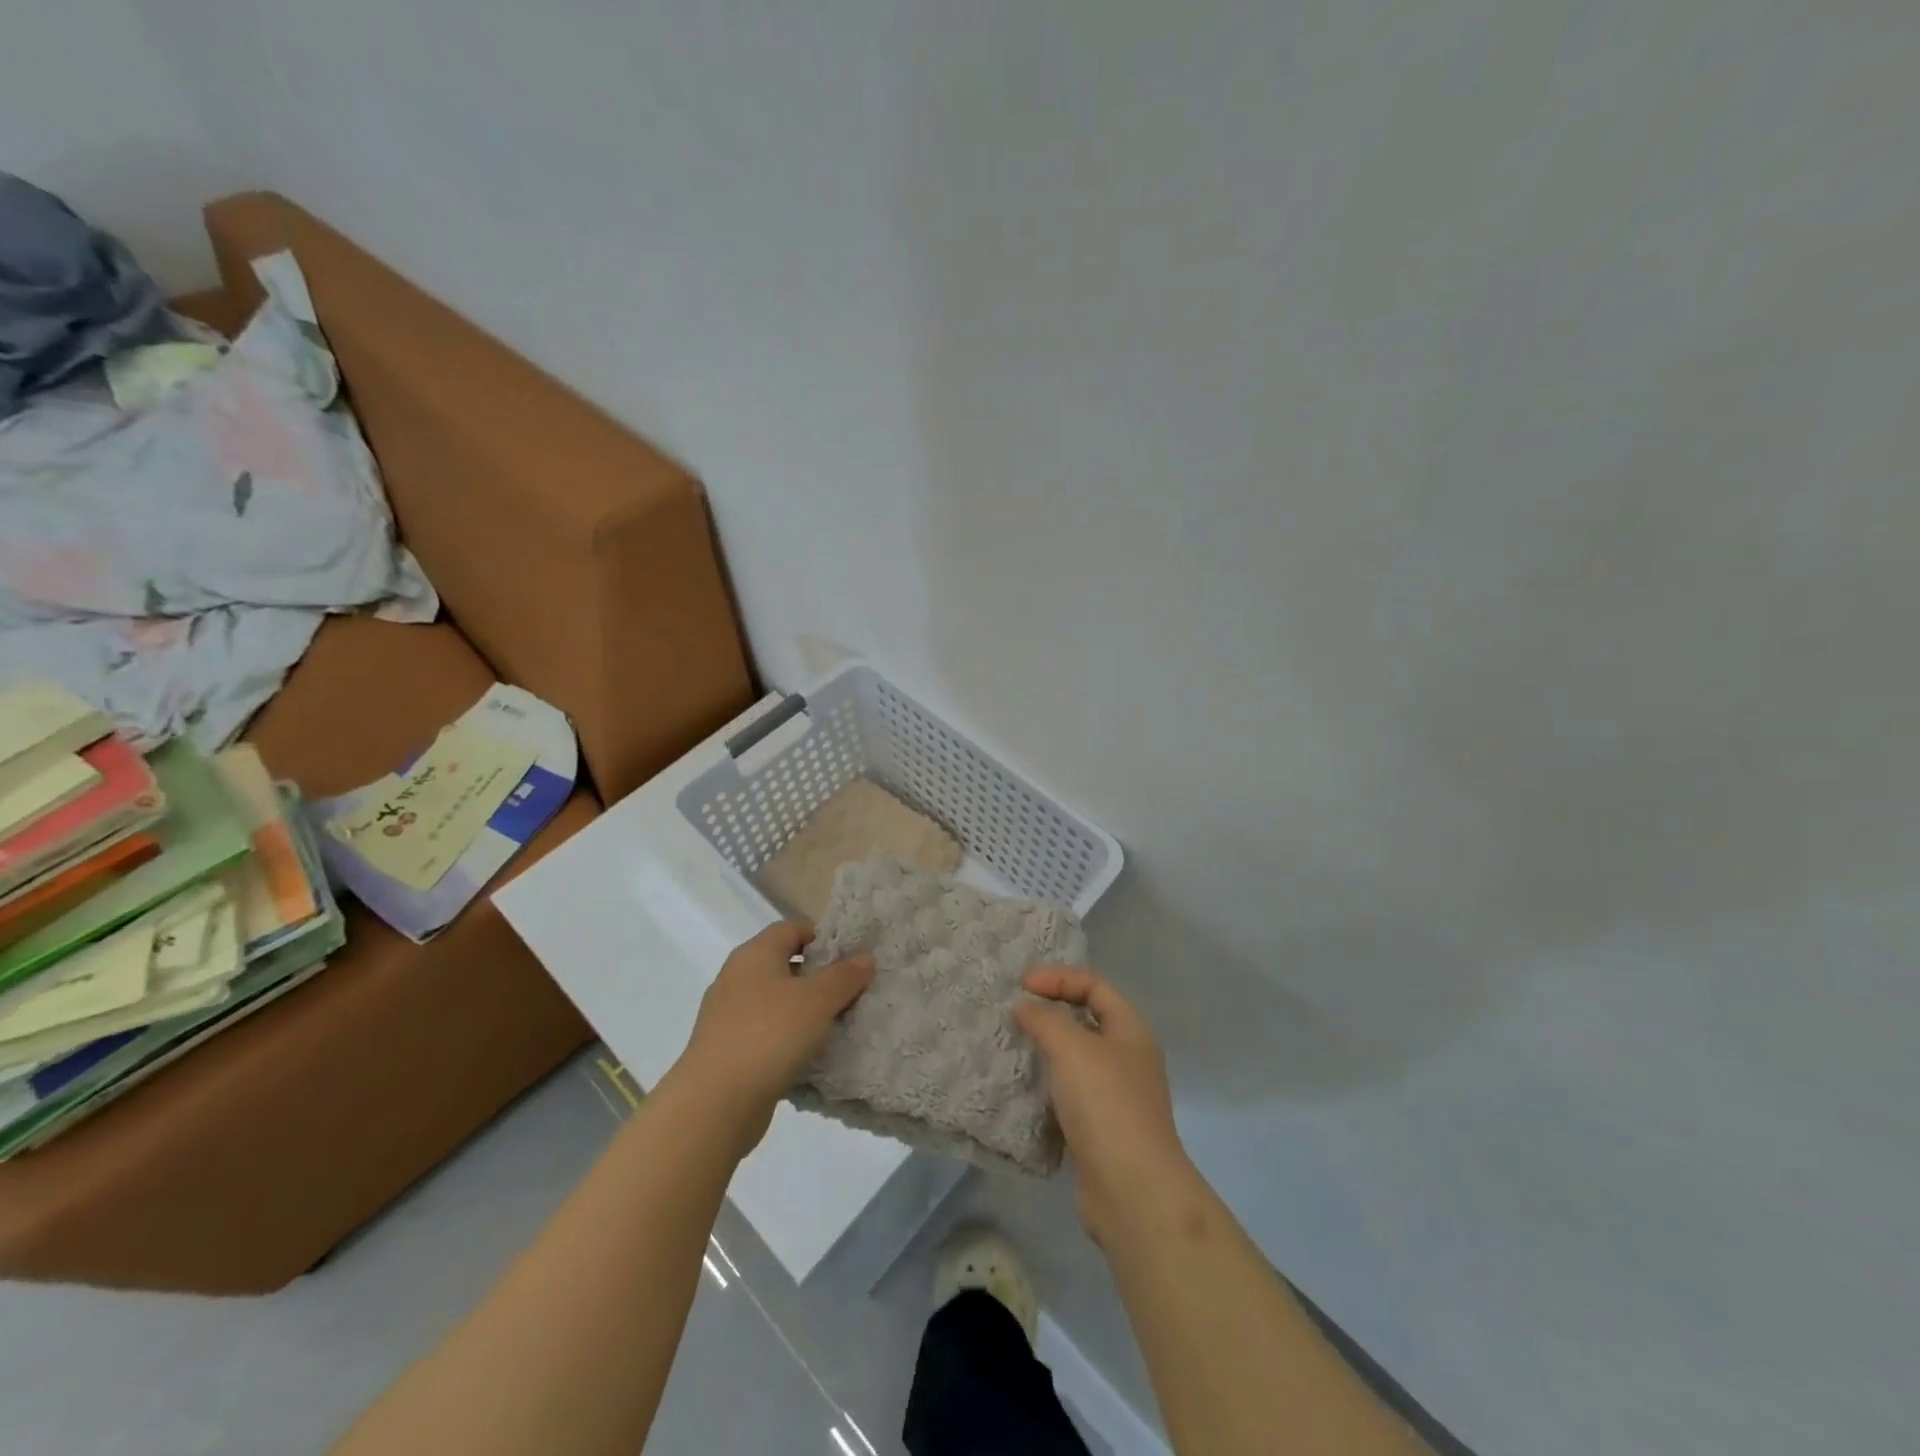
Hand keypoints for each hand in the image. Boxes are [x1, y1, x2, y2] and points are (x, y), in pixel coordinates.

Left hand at [673, 922, 873, 1153]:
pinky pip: (765, 1032)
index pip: (793, 928)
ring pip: (775, 1000)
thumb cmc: (770, 1035)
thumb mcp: (818, 1000)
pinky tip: (808, 1054)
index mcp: (755, 953)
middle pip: (784, 963)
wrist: (715, 1103)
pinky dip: (787, 1037)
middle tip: (850, 991)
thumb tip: (865, 957)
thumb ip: (844, 976)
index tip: (851, 958)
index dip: (823, 937)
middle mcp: (737, 976)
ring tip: (835, 1024)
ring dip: (803, 1009)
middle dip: (818, 975)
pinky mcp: (726, 1048)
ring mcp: (728, 1014)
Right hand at [1016, 966, 1196, 1242]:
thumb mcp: (1072, 1049)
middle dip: (1051, 1010)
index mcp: (1131, 1029)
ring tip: (1013, 1045)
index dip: (1058, 978)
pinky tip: (1025, 1088)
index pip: (1094, 985)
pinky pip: (1071, 1091)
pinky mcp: (1102, 1127)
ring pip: (1077, 1057)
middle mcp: (1128, 1056)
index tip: (1021, 985)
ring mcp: (1117, 1094)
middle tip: (1015, 1011)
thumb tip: (1025, 1007)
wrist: (1132, 1191)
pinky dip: (1048, 1083)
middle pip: (1087, 1018)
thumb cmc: (1106, 1105)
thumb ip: (1045, 1019)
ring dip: (1046, 1048)